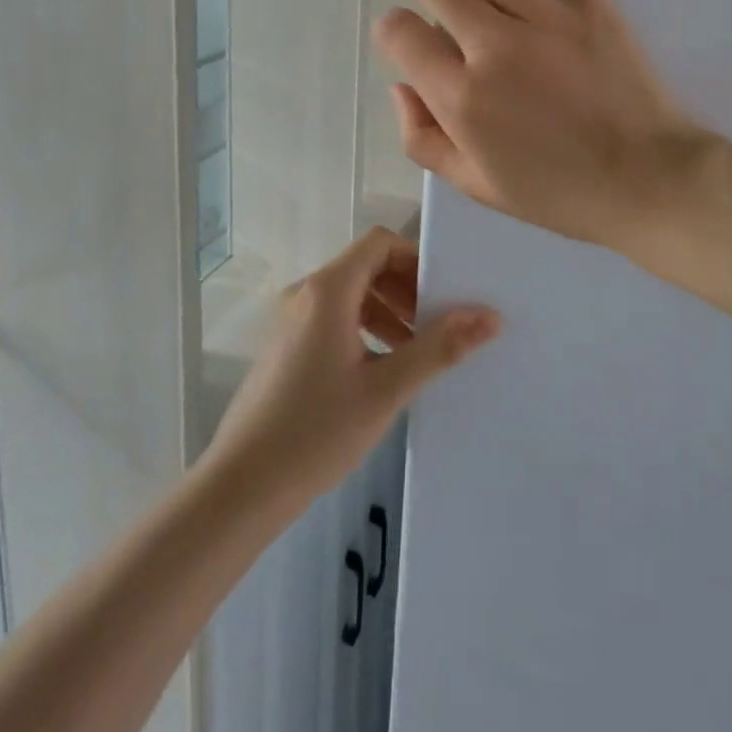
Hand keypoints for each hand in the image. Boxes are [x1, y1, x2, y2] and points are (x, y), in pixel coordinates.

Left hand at [202, 229, 499, 511]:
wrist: (241, 487)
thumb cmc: (316, 432)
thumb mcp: (386, 389)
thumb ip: (439, 348)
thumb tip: (490, 316)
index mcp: (327, 290)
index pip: (379, 243)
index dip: (416, 259)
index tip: (446, 292)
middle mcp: (305, 293)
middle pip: (365, 266)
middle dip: (406, 288)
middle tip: (439, 325)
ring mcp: (291, 319)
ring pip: (350, 294)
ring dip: (387, 310)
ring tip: (416, 351)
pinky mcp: (285, 345)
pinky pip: (332, 317)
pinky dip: (363, 328)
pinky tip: (381, 369)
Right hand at [373, 0, 712, 255]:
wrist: (650, 181)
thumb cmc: (561, 192)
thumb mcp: (477, 186)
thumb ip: (422, 138)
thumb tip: (400, 87)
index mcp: (461, 97)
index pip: (399, 35)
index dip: (389, 29)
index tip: (400, 35)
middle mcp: (492, 44)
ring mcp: (542, 14)